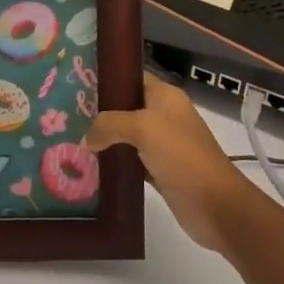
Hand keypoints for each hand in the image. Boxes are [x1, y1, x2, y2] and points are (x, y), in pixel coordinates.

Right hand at [85, 73, 262, 252]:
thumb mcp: (144, 128)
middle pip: (126, 107)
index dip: (107, 79)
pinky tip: (91, 167)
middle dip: (99, 112)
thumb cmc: (182, 156)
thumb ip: (110, 125)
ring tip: (72, 140)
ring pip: (127, 136)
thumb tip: (86, 139)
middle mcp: (164, 116)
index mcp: (165, 96)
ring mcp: (163, 145)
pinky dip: (115, 163)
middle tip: (67, 117)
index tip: (76, 85)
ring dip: (105, 140)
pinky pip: (131, 161)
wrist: (216, 205)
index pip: (132, 78)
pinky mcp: (160, 171)